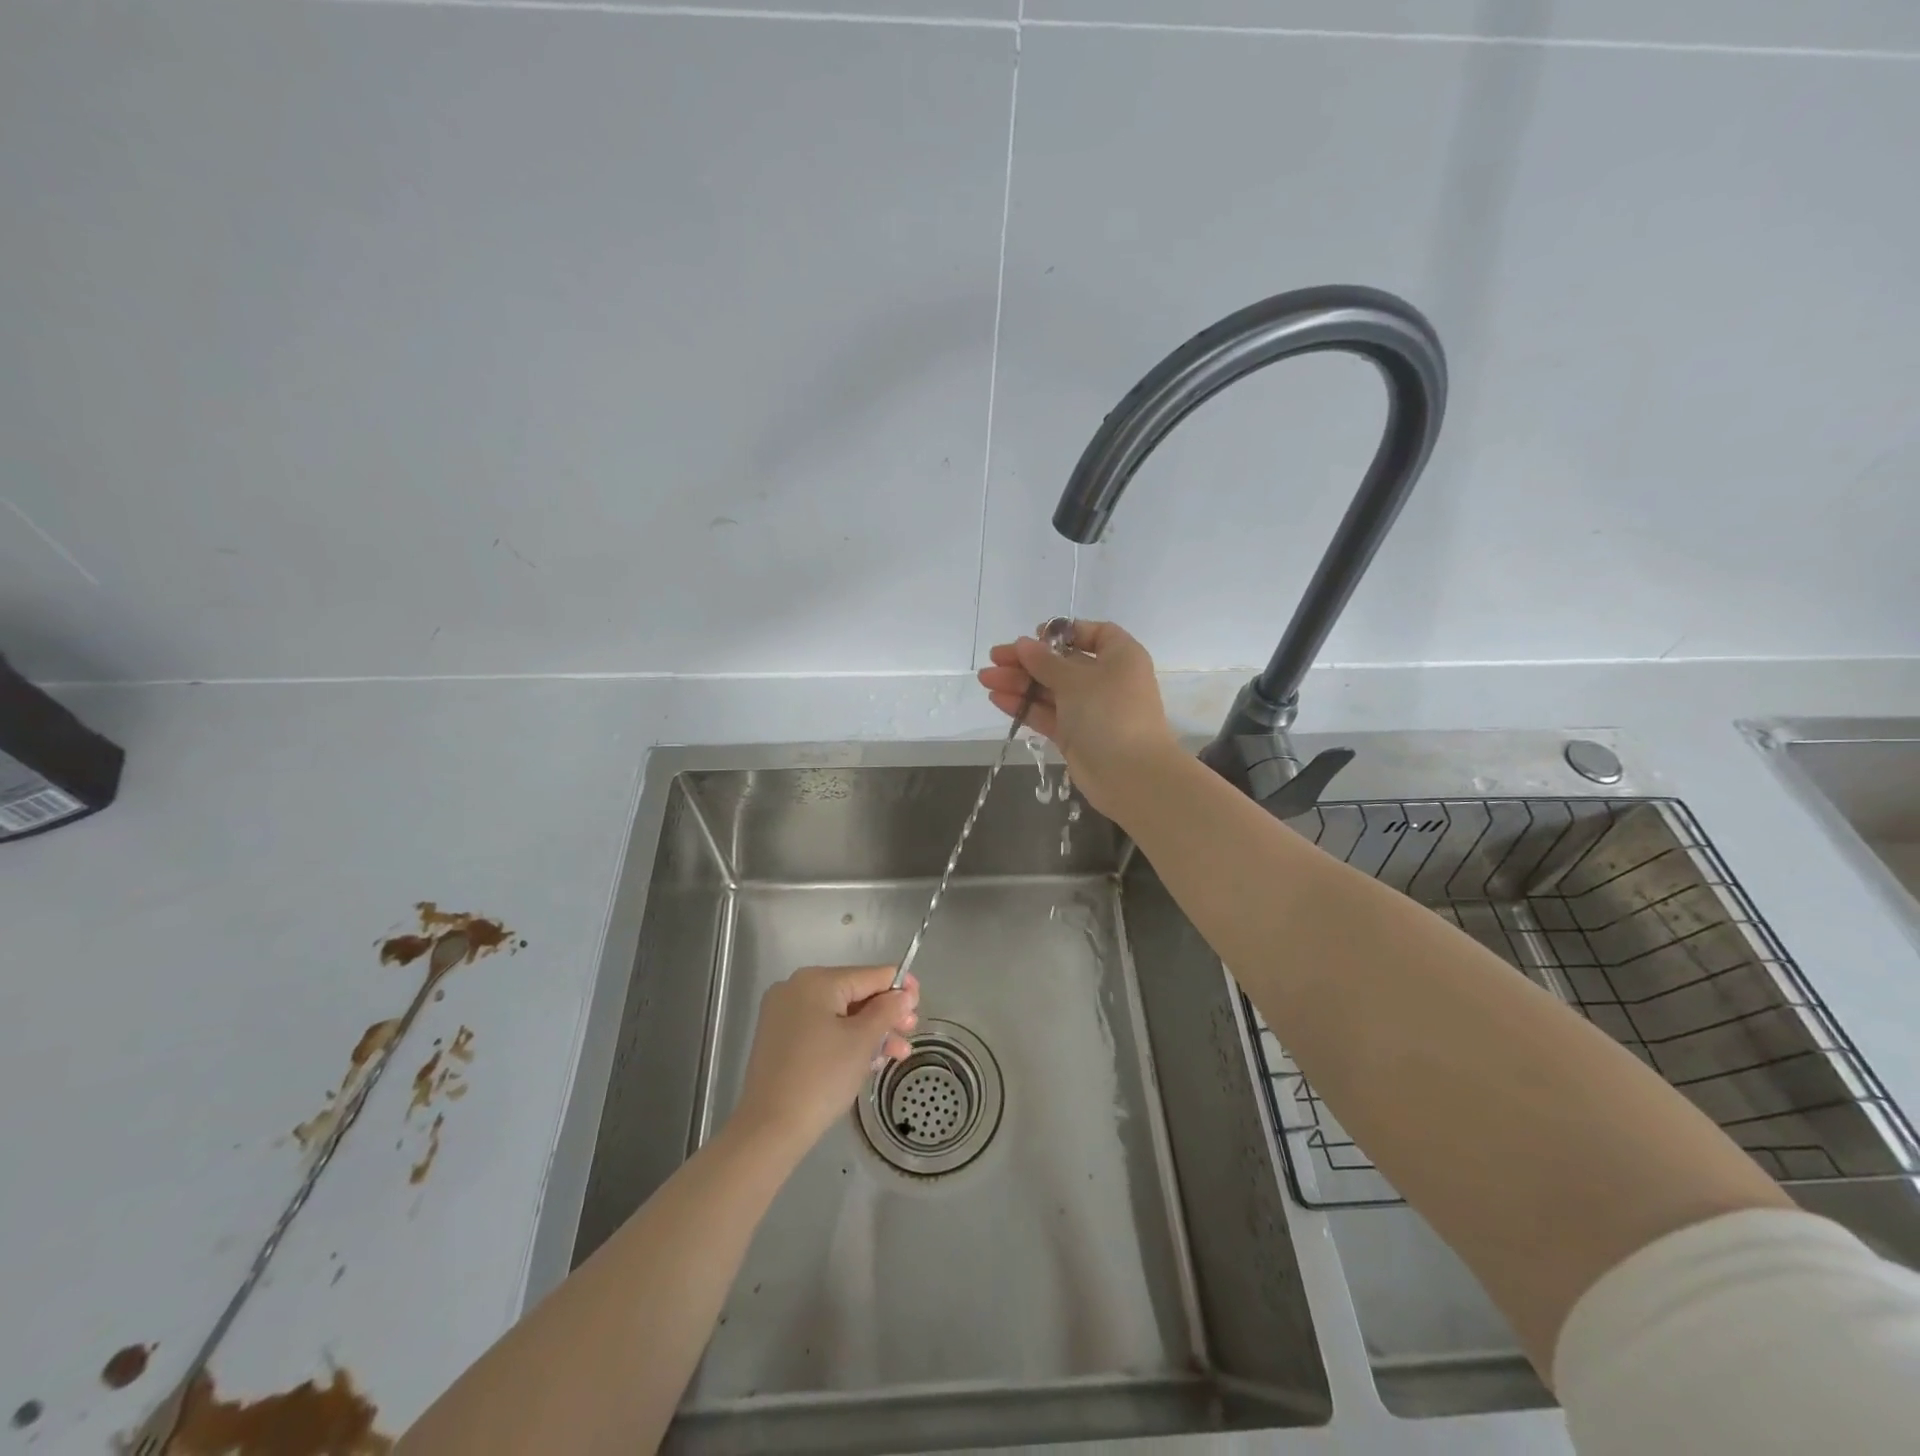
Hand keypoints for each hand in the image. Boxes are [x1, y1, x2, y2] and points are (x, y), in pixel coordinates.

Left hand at [729, 965, 918, 1159]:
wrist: (769, 1129)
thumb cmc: (821, 1077)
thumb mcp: (862, 1041)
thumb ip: (887, 1010)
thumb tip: (904, 994)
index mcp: (816, 981)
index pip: (869, 975)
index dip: (899, 987)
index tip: (920, 1004)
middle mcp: (796, 988)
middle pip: (854, 994)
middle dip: (885, 1014)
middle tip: (910, 1033)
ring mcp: (784, 1014)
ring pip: (839, 1014)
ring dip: (870, 1031)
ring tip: (898, 1054)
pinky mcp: (779, 1039)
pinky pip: (822, 1029)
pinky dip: (846, 1040)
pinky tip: (869, 1060)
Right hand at [976, 620, 1181, 817]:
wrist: (1131, 775)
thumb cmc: (1110, 714)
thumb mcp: (1076, 680)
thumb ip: (1045, 662)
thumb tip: (1023, 643)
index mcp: (1120, 657)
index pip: (1095, 634)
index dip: (1064, 632)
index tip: (1034, 636)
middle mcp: (1106, 680)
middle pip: (1063, 663)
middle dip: (1028, 660)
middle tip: (994, 658)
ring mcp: (1089, 710)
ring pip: (1050, 689)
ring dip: (1019, 683)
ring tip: (985, 679)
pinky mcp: (1075, 735)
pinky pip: (1046, 714)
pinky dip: (1024, 706)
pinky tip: (997, 699)